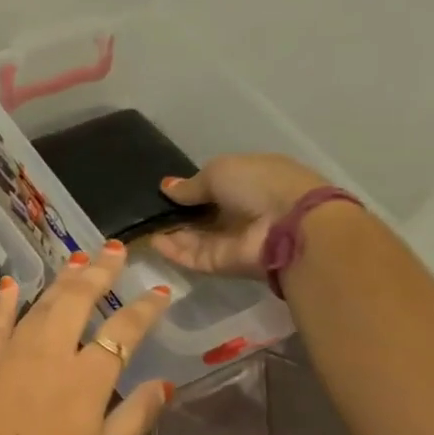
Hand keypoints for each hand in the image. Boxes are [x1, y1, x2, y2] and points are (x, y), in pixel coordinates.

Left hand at [0, 241, 173, 434]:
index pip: (124, 331)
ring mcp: (12, 349)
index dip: (145, 309)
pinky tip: (11, 283)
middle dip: (101, 271)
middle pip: (80, 299)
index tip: (161, 292)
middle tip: (116, 251)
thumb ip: (135, 417)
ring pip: (42, 302)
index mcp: (87, 378)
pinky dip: (7, 299)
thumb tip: (165, 384)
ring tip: (79, 257)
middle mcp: (51, 351)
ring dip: (63, 277)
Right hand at [151, 153, 330, 276]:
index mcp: (250, 181)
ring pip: (195, 237)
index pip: (216, 186)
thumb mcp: (220, 171)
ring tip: (142, 224)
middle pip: (203, 214)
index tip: (164, 189)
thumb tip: (167, 187)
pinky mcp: (224, 264)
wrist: (291, 228)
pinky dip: (173, 251)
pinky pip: (194, 256)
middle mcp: (243, 211)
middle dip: (177, 211)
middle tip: (146, 209)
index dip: (191, 187)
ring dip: (171, 231)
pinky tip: (152, 241)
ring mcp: (233, 239)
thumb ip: (191, 184)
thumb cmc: (260, 185)